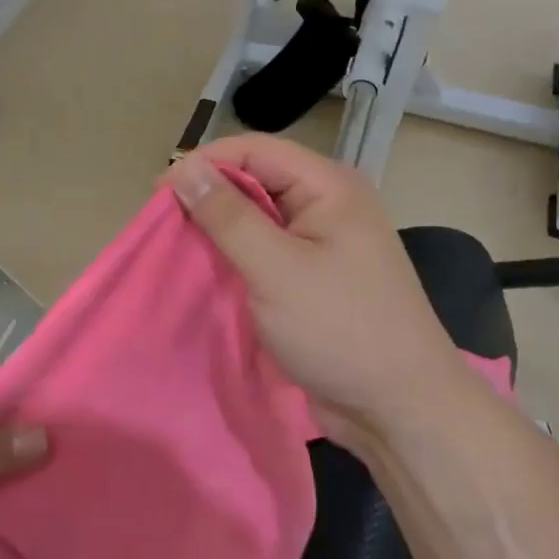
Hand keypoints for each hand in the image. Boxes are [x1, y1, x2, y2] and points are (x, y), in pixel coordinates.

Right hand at [167, 135, 484, 441]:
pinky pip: (267, 251)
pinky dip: (236, 256)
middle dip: (210, 196)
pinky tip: (208, 270)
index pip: (256, 150)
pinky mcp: (315, 276)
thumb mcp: (276, 269)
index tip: (159, 195)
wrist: (399, 408)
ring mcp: (323, 242)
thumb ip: (228, 215)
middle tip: (164, 225)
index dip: (206, 164)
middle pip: (257, 179)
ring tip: (177, 246)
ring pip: (259, 217)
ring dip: (220, 229)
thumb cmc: (340, 329)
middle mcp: (328, 204)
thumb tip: (185, 167)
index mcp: (330, 186)